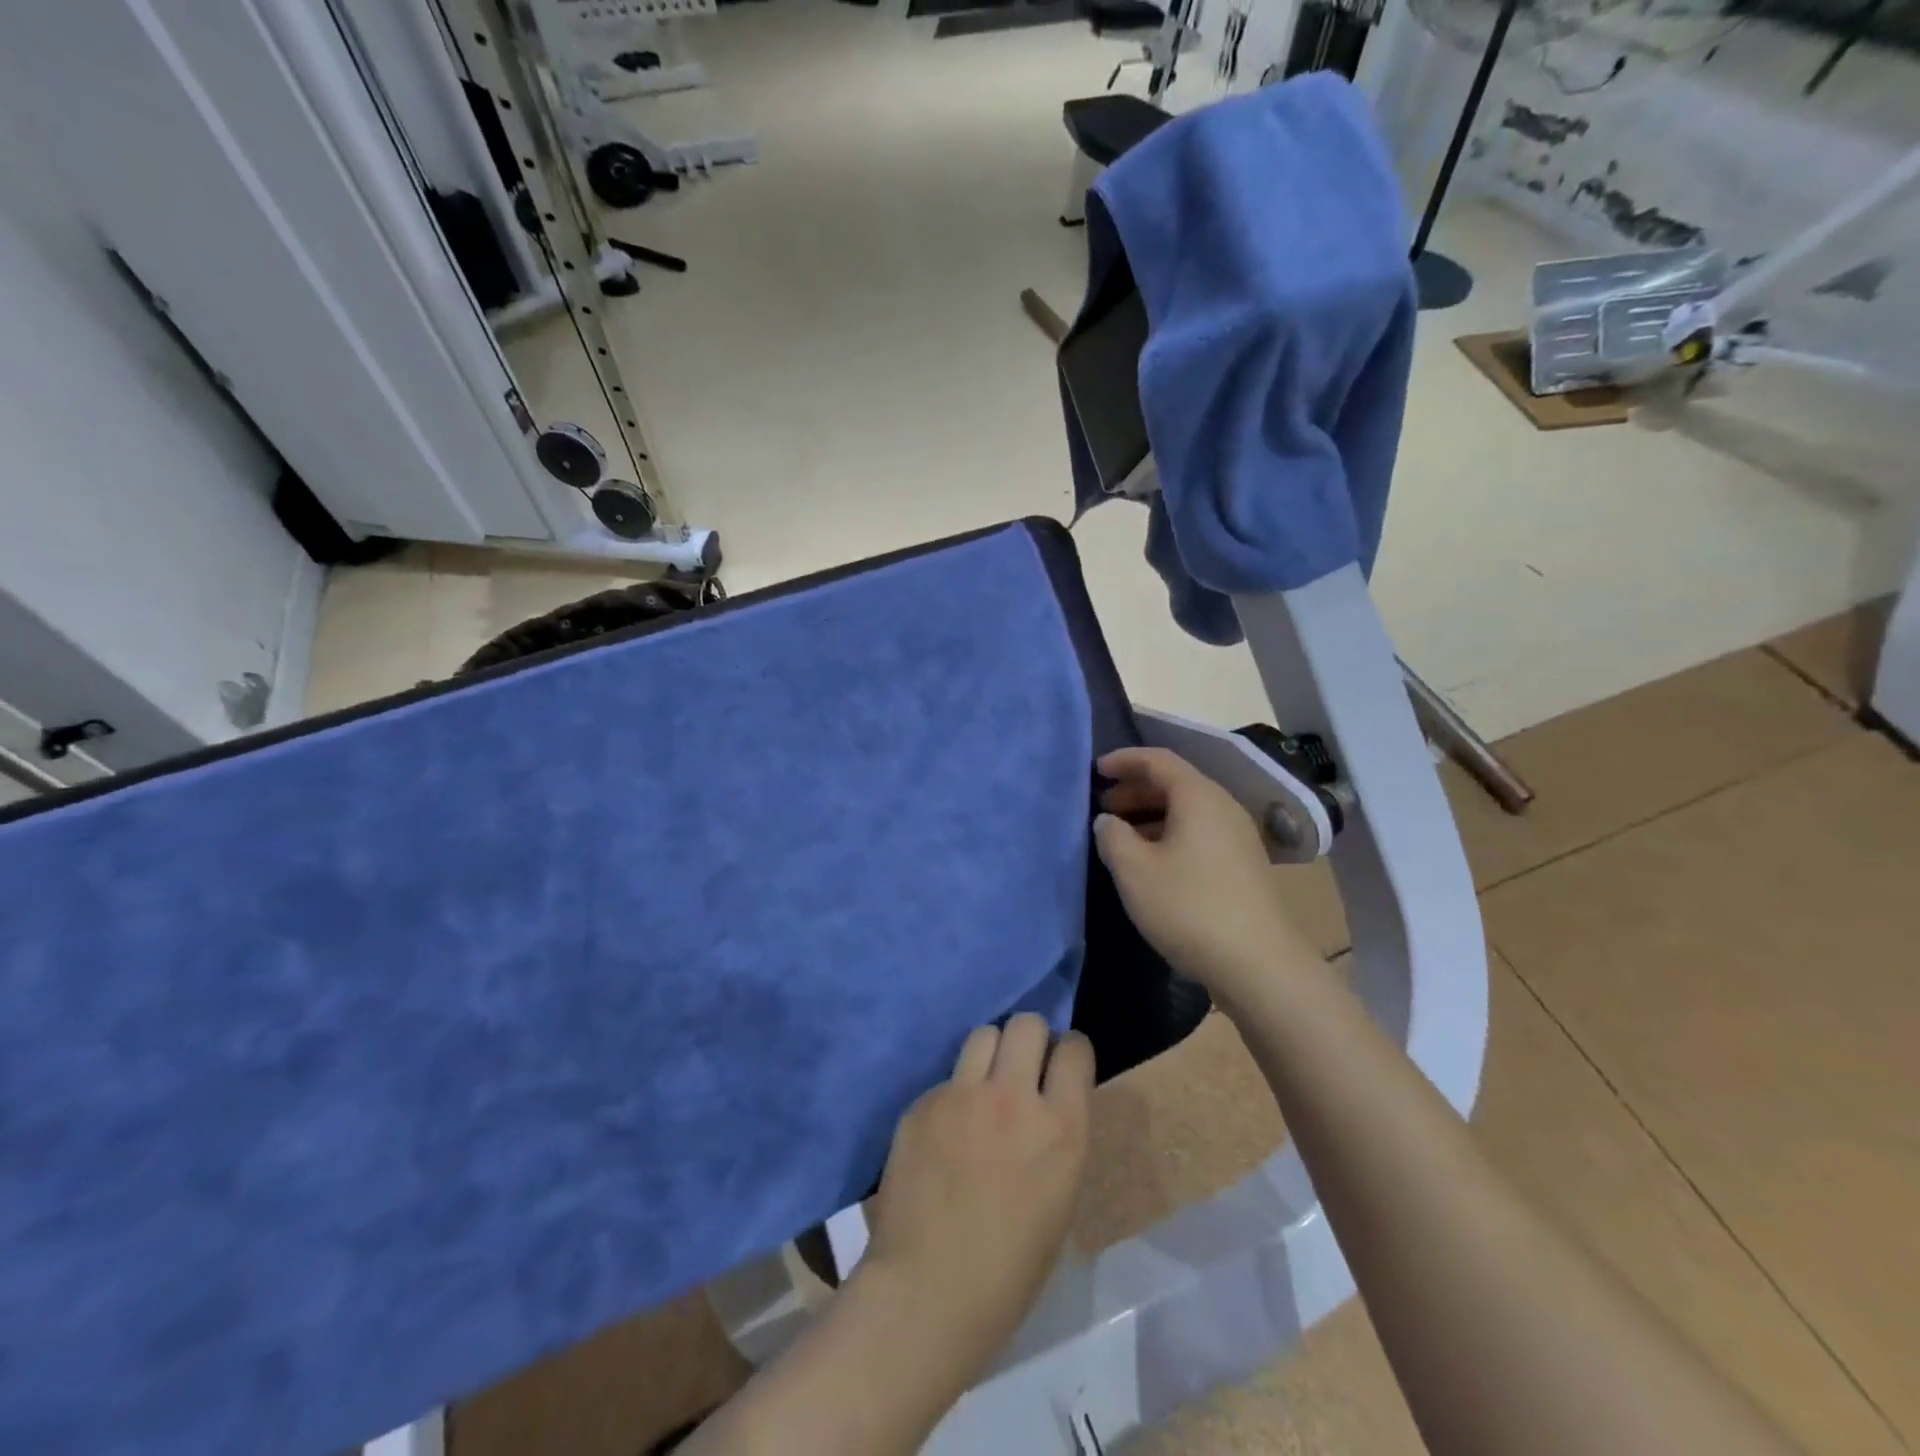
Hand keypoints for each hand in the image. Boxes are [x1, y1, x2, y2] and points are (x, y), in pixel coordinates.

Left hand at [859, 1015, 1094, 1371]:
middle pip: (1026, 1024)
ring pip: (983, 1034)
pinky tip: (944, 1132)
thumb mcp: (1060, 1199)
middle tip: (1023, 1067)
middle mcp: (1014, 1098)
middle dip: (1030, 1038)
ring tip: (983, 1085)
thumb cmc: (1010, 1270)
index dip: (1069, 1052)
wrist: (928, 1293)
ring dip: (991, 1053)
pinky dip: (953, 1095)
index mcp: (1061, 1129)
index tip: (1061, 1065)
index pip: (1075, 1048)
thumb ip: (1057, 1137)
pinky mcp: (923, 1103)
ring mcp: (962, 1095)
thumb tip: (1047, 1104)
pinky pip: (946, 1079)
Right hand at [1094, 746, 1316, 1001]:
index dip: (1125, 760)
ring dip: (1151, 816)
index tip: (1096, 771)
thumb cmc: (1189, 907)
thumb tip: (1108, 821)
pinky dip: (1169, 835)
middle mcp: (1223, 808)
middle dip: (1135, 790)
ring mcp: (1238, 837)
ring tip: (1120, 837)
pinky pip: (1199, 833)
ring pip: (1187, 811)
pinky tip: (1151, 863)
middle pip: (1175, 784)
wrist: (1259, 965)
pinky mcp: (1243, 865)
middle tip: (1103, 807)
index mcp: (1199, 797)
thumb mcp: (1135, 871)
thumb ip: (1112, 837)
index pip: (1158, 760)